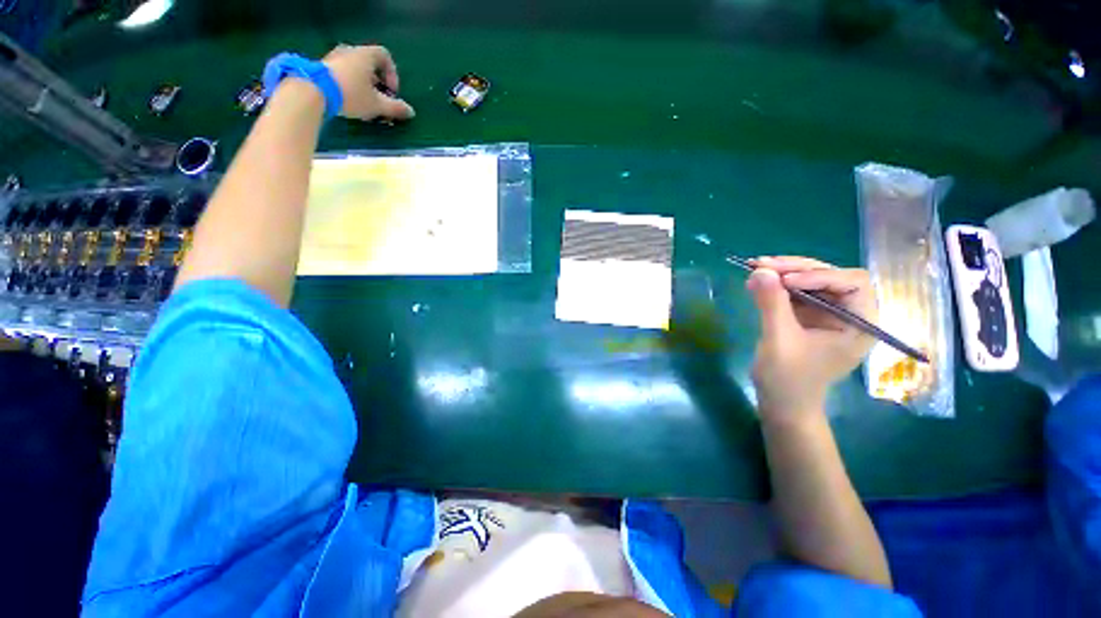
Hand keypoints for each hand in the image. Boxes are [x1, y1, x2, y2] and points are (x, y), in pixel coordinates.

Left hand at [321, 45, 414, 121]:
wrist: (313, 91)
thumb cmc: (351, 94)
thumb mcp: (377, 105)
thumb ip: (395, 108)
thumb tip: (411, 112)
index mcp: (365, 55)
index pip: (385, 56)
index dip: (392, 74)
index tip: (392, 92)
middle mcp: (349, 51)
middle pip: (369, 64)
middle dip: (378, 83)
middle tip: (379, 99)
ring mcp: (334, 57)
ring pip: (355, 69)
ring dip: (363, 85)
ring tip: (364, 103)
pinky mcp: (322, 67)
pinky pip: (342, 73)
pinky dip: (350, 85)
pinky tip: (348, 101)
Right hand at [746, 256, 875, 423]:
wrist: (781, 404)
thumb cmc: (788, 380)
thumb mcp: (779, 341)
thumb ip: (772, 304)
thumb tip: (760, 270)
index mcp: (859, 324)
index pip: (853, 283)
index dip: (820, 275)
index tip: (784, 280)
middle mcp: (848, 314)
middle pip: (831, 277)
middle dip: (797, 268)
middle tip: (762, 264)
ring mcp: (827, 314)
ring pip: (811, 280)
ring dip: (784, 272)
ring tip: (755, 267)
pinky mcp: (807, 316)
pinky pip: (795, 292)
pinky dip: (777, 284)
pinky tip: (758, 280)